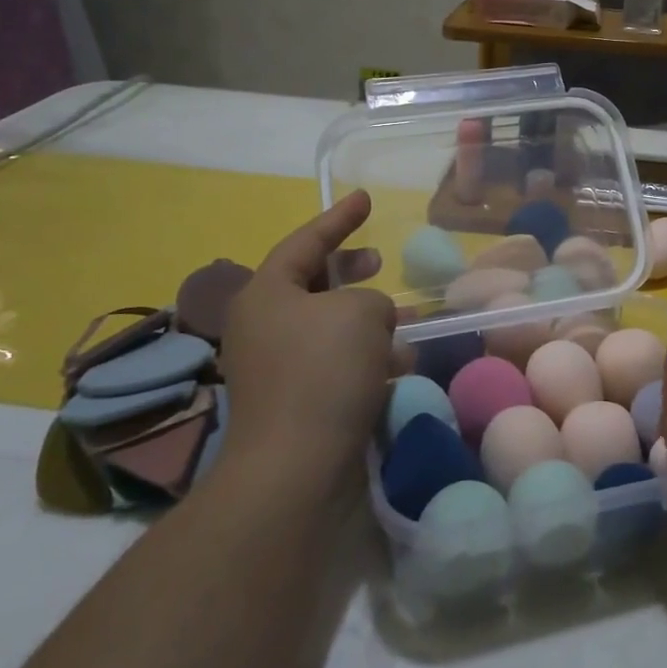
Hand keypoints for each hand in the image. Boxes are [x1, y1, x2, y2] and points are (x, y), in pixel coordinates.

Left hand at [216, 191, 396, 481]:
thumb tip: (369, 320)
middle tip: (380, 260)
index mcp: (266, 293)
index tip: (366, 198)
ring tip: (403, 321)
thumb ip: (371, 299)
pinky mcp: (294, 402)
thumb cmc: (323, 372)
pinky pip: (332, 362)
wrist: (296, 468)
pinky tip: (396, 366)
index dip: (340, 217)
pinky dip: (363, 357)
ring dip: (365, 319)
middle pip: (311, 282)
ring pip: (326, 326)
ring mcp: (275, 367)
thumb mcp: (360, 312)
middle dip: (350, 270)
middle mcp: (263, 326)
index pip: (306, 240)